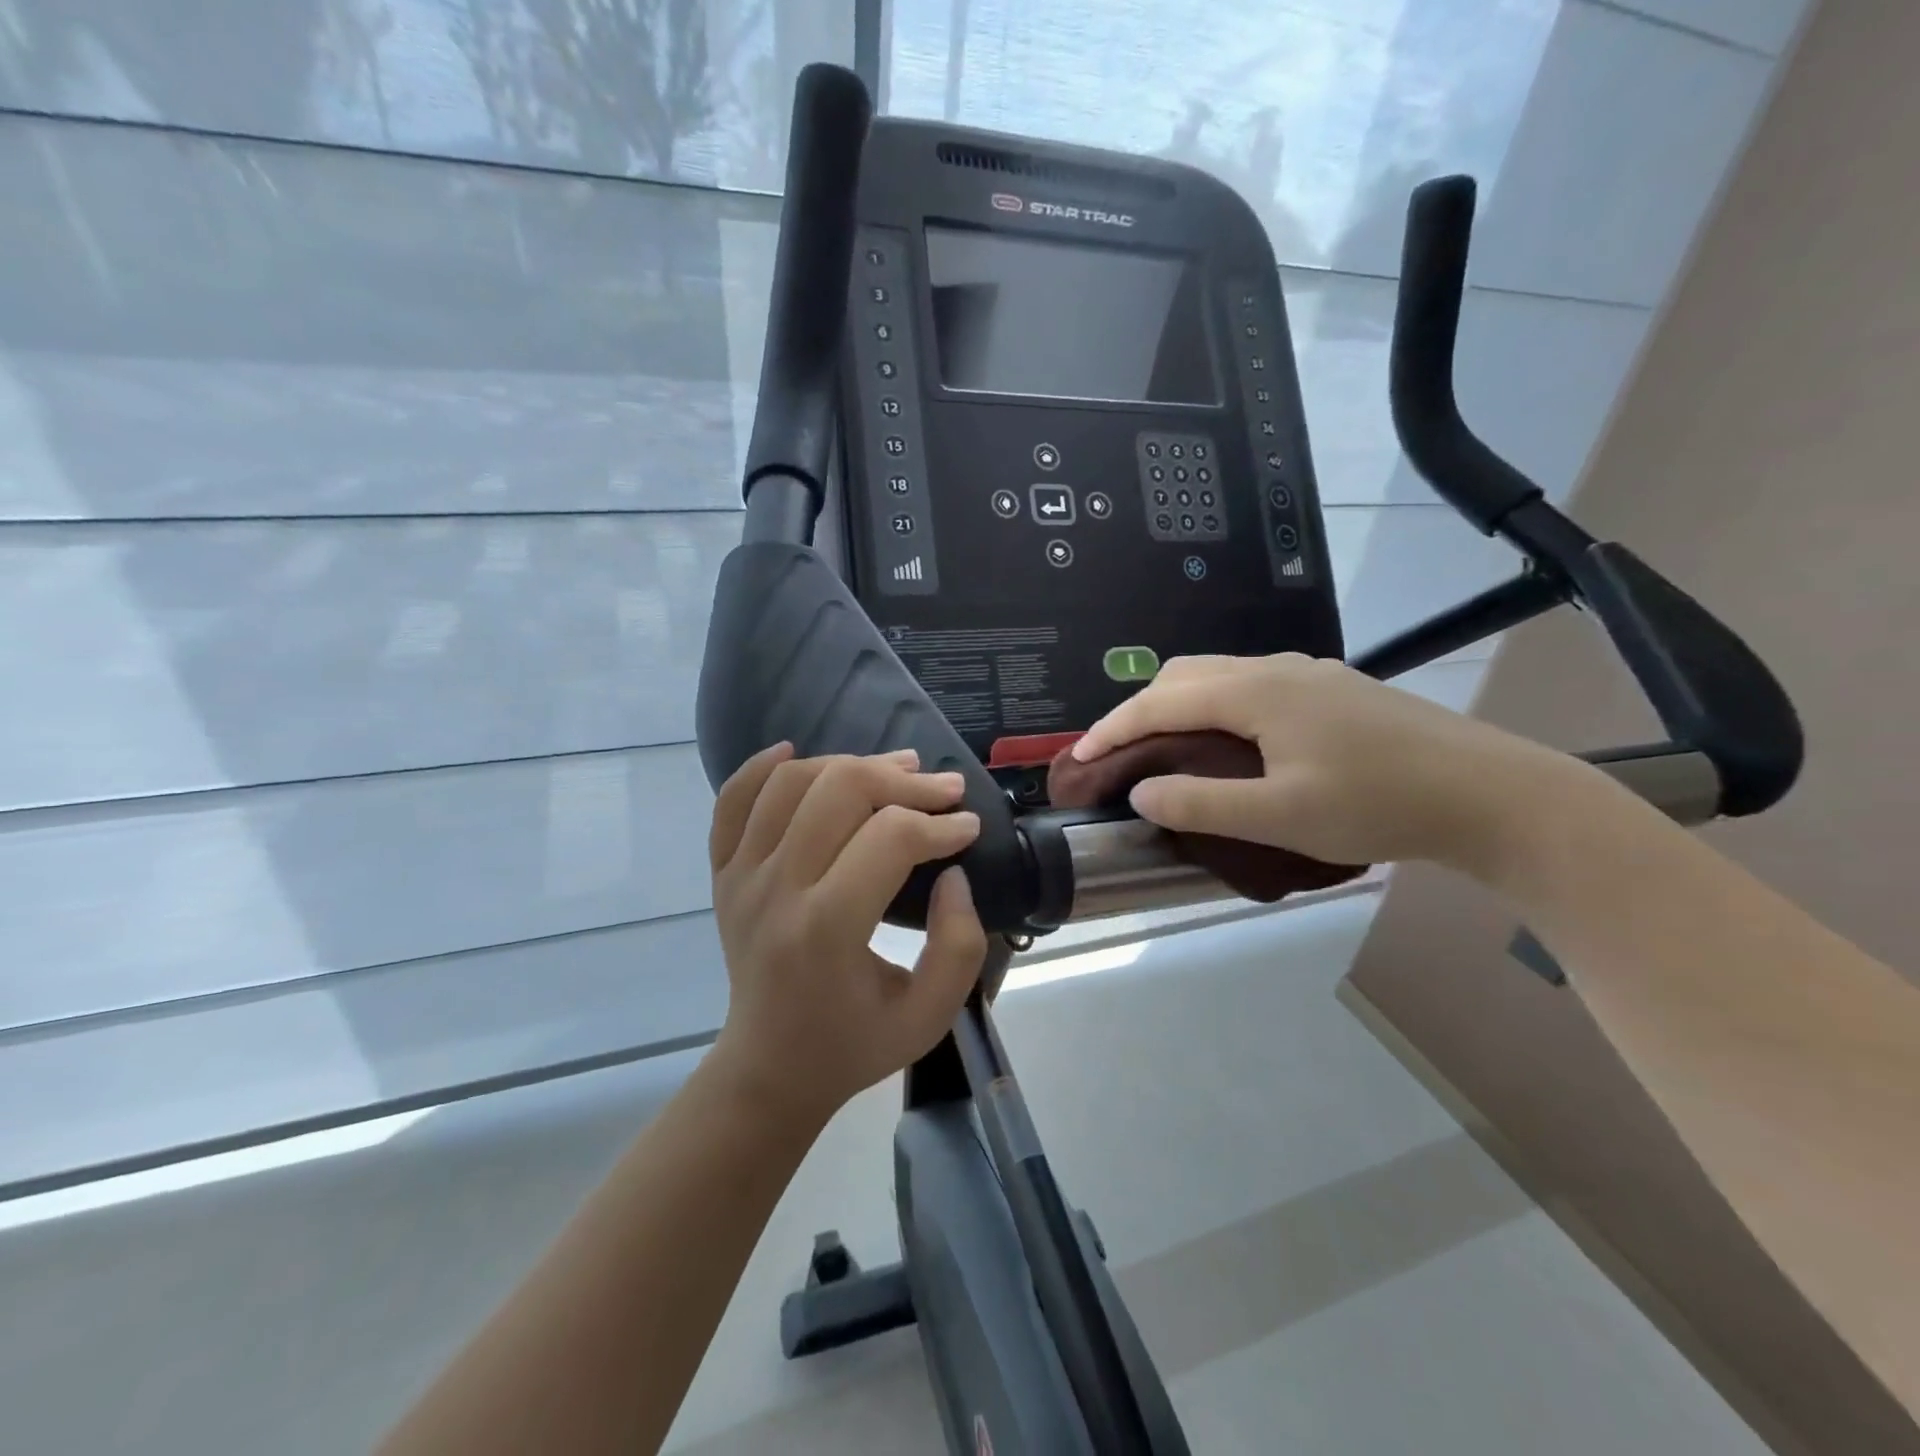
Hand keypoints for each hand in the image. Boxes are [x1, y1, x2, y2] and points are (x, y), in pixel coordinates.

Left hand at [707, 744, 986, 1125]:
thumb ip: (959, 946)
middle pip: (840, 791)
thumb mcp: (930, 1016)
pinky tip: (796, 752)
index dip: (940, 824)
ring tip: (895, 768)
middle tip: (943, 789)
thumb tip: (953, 872)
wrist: (770, 1067)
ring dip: (850, 763)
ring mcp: (741, 877)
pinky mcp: (723, 873)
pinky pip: (732, 801)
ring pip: (791, 782)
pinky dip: (761, 768)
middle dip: (903, 780)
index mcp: (827, 930)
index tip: (968, 828)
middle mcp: (776, 891)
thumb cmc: (855, 1044)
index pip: (890, 838)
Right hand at [1071, 654, 1575, 871]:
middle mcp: (1275, 668)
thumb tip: (1139, 792)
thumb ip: (1199, 804)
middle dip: (1139, 712)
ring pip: (1219, 676)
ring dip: (1178, 708)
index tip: (1077, 758)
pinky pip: (1250, 685)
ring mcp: (1309, 673)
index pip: (1159, 702)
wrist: (1490, 794)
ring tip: (1164, 751)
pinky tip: (1229, 743)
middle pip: (1183, 676)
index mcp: (1254, 691)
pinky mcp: (1332, 689)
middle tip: (1119, 757)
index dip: (1111, 729)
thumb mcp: (1280, 816)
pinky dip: (1214, 708)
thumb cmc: (1378, 805)